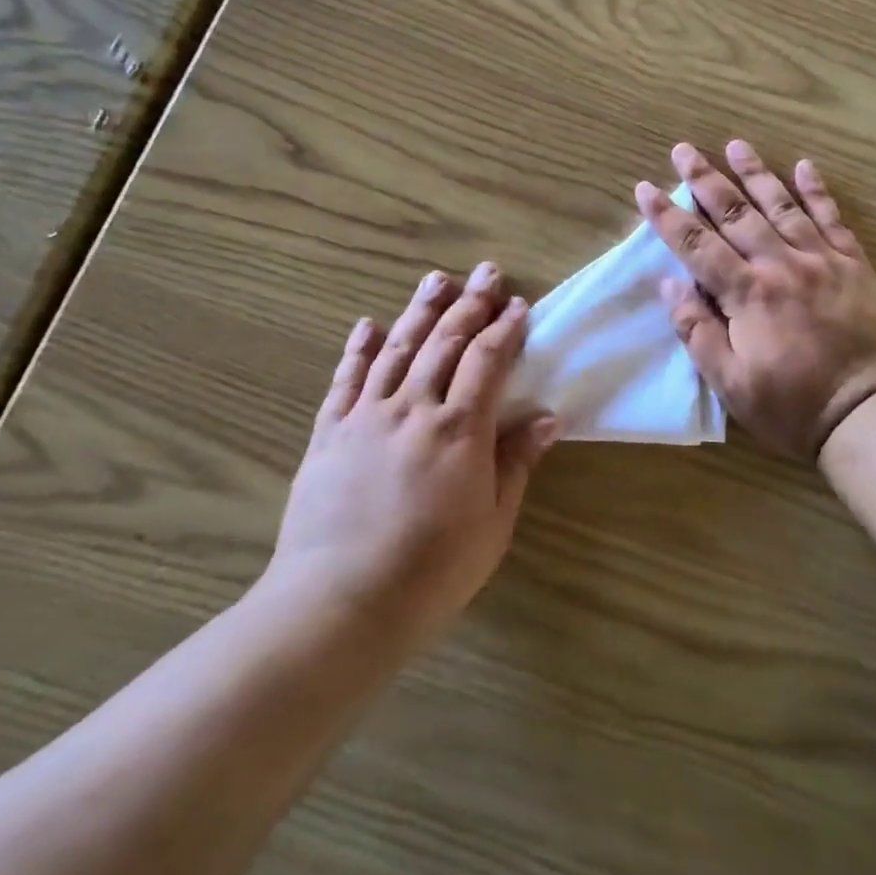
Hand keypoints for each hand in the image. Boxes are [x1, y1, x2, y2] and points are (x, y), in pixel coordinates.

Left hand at [268, 265, 561, 643]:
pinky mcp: (328, 434)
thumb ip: (516, 462)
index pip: (488, 362)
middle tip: (486, 272)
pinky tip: (367, 325)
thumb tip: (547, 418)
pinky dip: (358, 349)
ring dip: (419, 311)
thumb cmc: (432, 570)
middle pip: (445, 343)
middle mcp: (413, 409)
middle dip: (470, 304)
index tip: (519, 305)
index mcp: (459, 429)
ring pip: (396, 349)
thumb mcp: (492, 522)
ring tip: (436, 280)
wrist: (340, 602)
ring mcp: (365, 417)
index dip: (506, 330)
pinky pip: (345, 381)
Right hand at [636, 141, 875, 459]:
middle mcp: (781, 265)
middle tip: (684, 149)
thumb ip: (698, 332)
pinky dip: (818, 191)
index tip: (646, 188)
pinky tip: (805, 166)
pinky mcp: (856, 266)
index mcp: (747, 294)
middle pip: (735, 214)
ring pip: (782, 206)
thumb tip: (671, 285)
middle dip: (705, 180)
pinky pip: (833, 219)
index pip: (696, 246)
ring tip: (735, 145)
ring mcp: (822, 260)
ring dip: (755, 174)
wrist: (871, 413)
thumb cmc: (793, 407)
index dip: (667, 216)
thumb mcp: (732, 384)